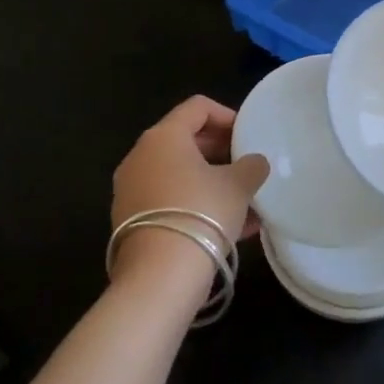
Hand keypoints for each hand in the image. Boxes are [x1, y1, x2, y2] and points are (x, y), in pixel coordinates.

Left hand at [110, 96, 268, 290]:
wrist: (159, 276)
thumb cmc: (202, 213)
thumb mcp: (239, 185)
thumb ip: (251, 166)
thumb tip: (253, 163)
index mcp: (164, 137)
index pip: (197, 107)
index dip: (227, 115)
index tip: (248, 134)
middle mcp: (140, 157)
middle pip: (185, 140)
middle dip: (220, 151)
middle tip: (247, 165)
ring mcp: (130, 190)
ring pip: (178, 175)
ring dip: (211, 182)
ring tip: (245, 202)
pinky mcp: (130, 222)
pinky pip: (170, 201)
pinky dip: (196, 205)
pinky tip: (230, 228)